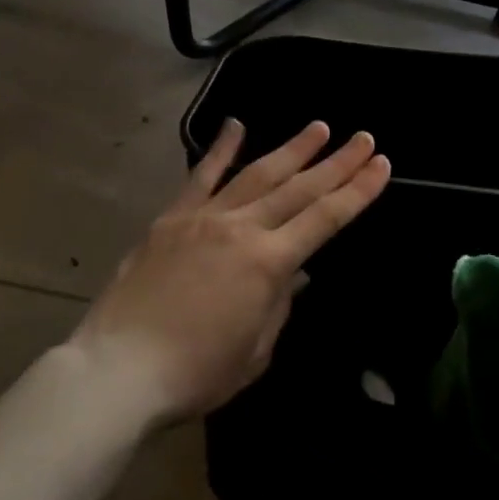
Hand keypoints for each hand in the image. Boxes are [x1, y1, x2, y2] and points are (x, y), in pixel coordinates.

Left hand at [74, 119, 390, 424]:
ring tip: (319, 127)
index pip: (325, 218)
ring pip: (257, 173)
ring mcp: (204, 218)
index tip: (381, 165)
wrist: (117, 371)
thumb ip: (279, 304)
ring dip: (292, 149)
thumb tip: (294, 272)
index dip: (358, 191)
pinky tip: (236, 125)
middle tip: (362, 139)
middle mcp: (242, 228)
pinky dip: (220, 150)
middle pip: (299, 188)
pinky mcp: (171, 219)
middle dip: (336, 162)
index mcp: (268, 263)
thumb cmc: (195, 374)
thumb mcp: (255, 351)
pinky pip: (201, 177)